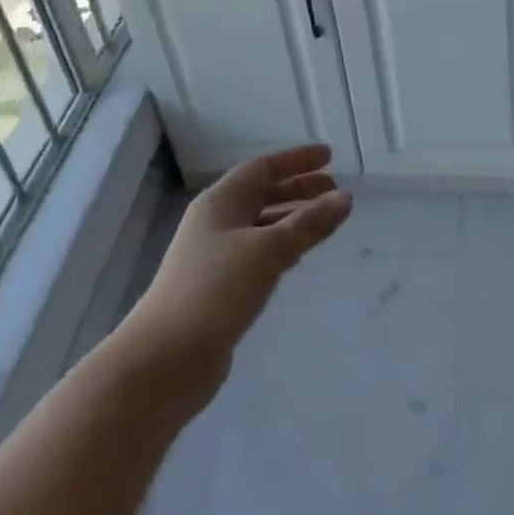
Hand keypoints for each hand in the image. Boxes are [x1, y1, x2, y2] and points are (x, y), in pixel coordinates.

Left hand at [122, 145, 352, 396]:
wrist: (168, 357)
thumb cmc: (217, 290)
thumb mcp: (268, 250)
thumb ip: (308, 224)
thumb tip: (345, 198)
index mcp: (220, 202)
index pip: (262, 168)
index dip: (296, 160)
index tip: (329, 157)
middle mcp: (215, 222)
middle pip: (261, 194)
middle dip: (297, 188)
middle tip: (334, 189)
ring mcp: (214, 255)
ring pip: (260, 225)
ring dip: (291, 218)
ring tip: (324, 220)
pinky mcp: (219, 287)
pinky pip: (256, 254)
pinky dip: (280, 247)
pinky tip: (298, 258)